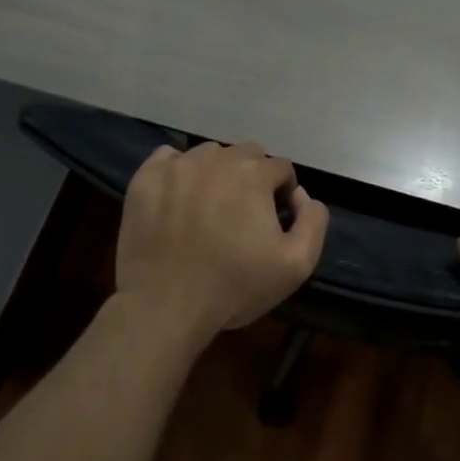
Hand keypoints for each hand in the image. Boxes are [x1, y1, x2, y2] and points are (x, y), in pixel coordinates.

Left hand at [114, 142, 329, 347]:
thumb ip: (313, 221)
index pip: (281, 168)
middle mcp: (216, 158)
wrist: (165, 306)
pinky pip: (169, 158)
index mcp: (254, 174)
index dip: (283, 194)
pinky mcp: (146, 178)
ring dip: (218, 173)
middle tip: (244, 215)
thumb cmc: (234, 287)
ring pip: (209, 155)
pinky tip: (180, 199)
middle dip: (253, 178)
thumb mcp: (297, 264)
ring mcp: (177, 166)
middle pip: (246, 154)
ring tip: (210, 208)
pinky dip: (180, 172)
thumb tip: (303, 196)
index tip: (273, 222)